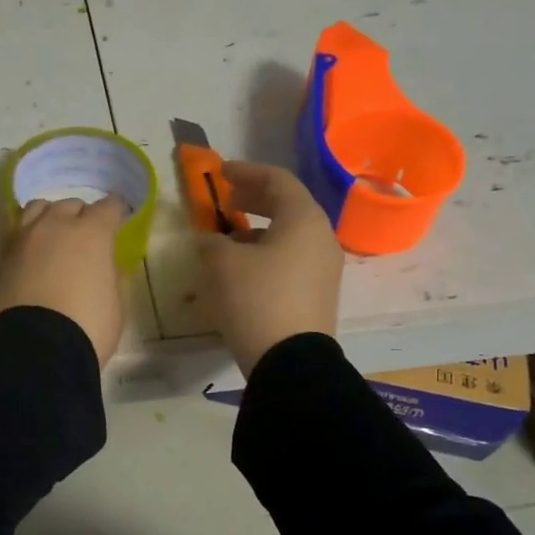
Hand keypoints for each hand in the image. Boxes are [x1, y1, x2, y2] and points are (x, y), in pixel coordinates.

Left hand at [0, 195, 128, 365]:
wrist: (34, 350)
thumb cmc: (87, 328)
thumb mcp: (115, 305)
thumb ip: (111, 278)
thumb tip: (105, 267)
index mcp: (91, 234)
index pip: (108, 207)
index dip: (116, 212)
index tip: (119, 220)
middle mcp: (56, 227)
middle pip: (70, 205)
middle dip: (81, 216)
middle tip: (86, 237)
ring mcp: (24, 240)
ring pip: (38, 210)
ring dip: (50, 218)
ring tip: (55, 237)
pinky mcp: (2, 259)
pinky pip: (19, 235)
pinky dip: (30, 240)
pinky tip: (35, 257)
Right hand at [197, 161, 343, 375]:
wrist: (290, 362)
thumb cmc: (255, 298)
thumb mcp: (220, 263)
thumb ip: (211, 240)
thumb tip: (210, 239)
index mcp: (304, 218)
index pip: (277, 180)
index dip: (246, 172)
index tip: (221, 173)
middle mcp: (322, 238)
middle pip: (288, 206)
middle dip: (255, 200)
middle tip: (227, 202)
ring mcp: (325, 269)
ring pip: (290, 237)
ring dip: (258, 232)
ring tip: (228, 240)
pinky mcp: (319, 296)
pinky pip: (292, 262)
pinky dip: (267, 255)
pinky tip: (244, 271)